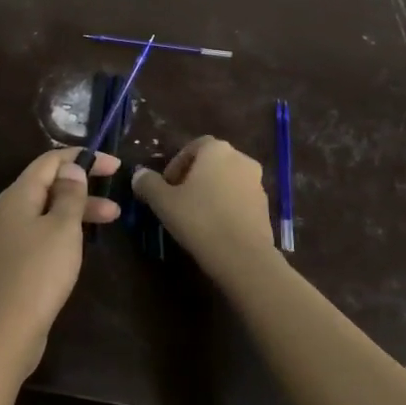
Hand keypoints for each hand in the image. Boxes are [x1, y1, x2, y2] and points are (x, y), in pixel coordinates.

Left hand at [0, 148, 121, 378]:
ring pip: (43, 214)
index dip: (81, 158)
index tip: (113, 164)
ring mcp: (3, 241)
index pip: (49, 162)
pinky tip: (78, 246)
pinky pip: (36, 236)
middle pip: (46, 187)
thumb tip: (69, 168)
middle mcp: (4, 213)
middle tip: (116, 197)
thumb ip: (69, 195)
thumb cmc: (38, 274)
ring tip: (111, 220)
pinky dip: (61, 233)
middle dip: (82, 188)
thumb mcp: (62, 229)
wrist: (2, 333)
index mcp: (16, 196)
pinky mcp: (7, 266)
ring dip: (75, 212)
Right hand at [131, 137, 278, 286]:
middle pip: (211, 162)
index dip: (176, 164)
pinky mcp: (265, 206)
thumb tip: (139, 175)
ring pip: (227, 180)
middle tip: (178, 199)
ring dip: (211, 192)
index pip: (193, 147)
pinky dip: (226, 206)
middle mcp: (241, 159)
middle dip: (193, 177)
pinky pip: (240, 199)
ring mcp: (257, 183)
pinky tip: (215, 227)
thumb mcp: (164, 202)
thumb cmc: (200, 220)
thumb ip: (148, 184)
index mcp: (217, 150)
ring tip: (196, 216)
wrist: (243, 257)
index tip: (166, 186)